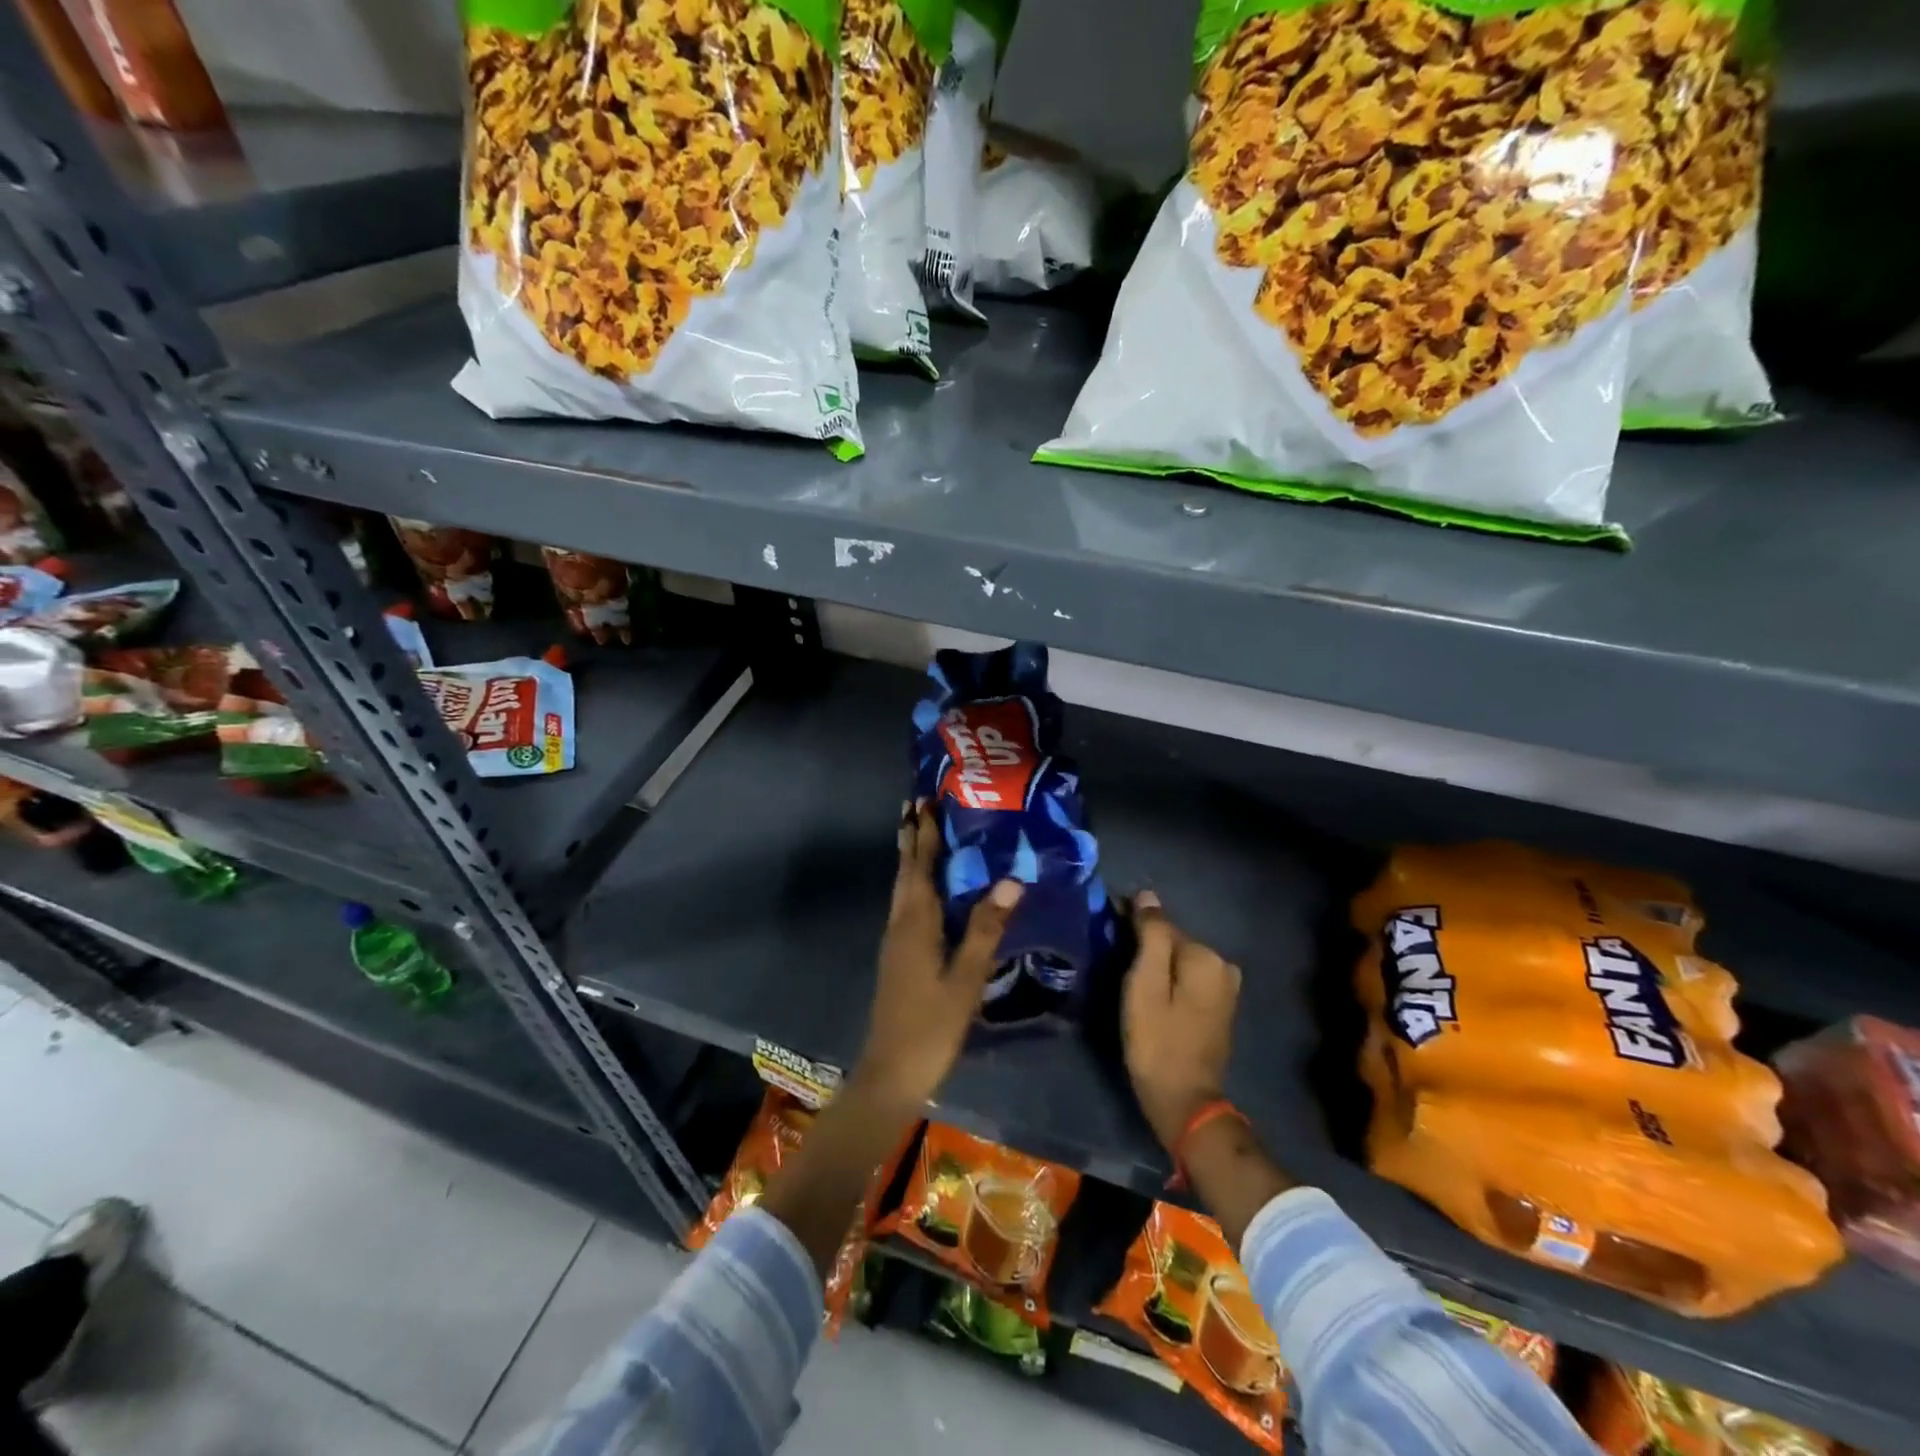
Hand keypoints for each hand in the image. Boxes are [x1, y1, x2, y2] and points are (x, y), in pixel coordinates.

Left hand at [855, 802, 1022, 1107]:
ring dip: (909, 858)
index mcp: (916, 923)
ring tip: (919, 834)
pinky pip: (905, 905)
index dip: (925, 833)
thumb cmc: (932, 1026)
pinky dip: (913, 884)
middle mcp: (901, 924)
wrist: (891, 1072)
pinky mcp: (897, 956)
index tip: (924, 801)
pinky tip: (926, 891)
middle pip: (905, 871)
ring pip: (902, 888)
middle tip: (915, 805)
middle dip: (911, 837)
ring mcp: (895, 941)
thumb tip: (1011, 879)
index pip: (921, 866)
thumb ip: (987, 928)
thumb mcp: (966, 978)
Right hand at [1122, 890, 1242, 1150]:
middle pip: (1172, 942)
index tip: (1106, 935)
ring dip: (1156, 964)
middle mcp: (1223, 965)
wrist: (1184, 1101)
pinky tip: (1151, 995)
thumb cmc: (1157, 1041)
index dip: (1130, 926)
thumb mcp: (1145, 984)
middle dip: (1145, 945)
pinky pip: (1188, 979)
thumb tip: (1147, 895)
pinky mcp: (1220, 1007)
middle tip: (1114, 961)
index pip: (1161, 924)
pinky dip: (1169, 980)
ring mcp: (1226, 989)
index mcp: (1205, 956)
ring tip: (1127, 978)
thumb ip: (1150, 935)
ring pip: (1179, 961)